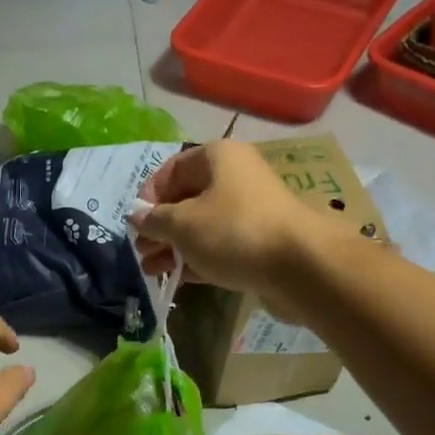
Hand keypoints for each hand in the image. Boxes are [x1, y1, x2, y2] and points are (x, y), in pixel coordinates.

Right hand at [130, 141, 341, 300]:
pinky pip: (218, 245)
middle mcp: (234, 176)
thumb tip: (135, 216)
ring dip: (174, 246)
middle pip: (186, 198)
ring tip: (151, 270)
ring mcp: (248, 210)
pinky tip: (177, 277)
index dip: (148, 196)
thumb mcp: (182, 224)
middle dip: (159, 226)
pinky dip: (196, 258)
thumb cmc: (233, 231)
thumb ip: (154, 220)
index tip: (135, 223)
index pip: (171, 169)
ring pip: (201, 225)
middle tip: (141, 251)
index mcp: (217, 157)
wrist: (300, 265)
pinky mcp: (258, 241)